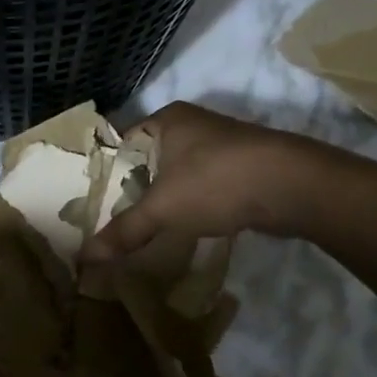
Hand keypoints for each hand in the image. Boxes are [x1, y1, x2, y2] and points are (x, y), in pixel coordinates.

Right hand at [84, 102, 318, 258]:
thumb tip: (85, 256)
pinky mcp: (241, 167)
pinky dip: (191, 203)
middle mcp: (192, 124)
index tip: (89, 201)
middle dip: (133, 188)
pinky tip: (181, 226)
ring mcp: (220, 145)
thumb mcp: (162, 208)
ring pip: (177, 173)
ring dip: (164, 198)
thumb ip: (125, 230)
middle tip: (111, 220)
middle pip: (149, 159)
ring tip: (141, 227)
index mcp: (167, 119)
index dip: (105, 172)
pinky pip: (202, 185)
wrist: (291, 185)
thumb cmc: (216, 181)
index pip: (122, 143)